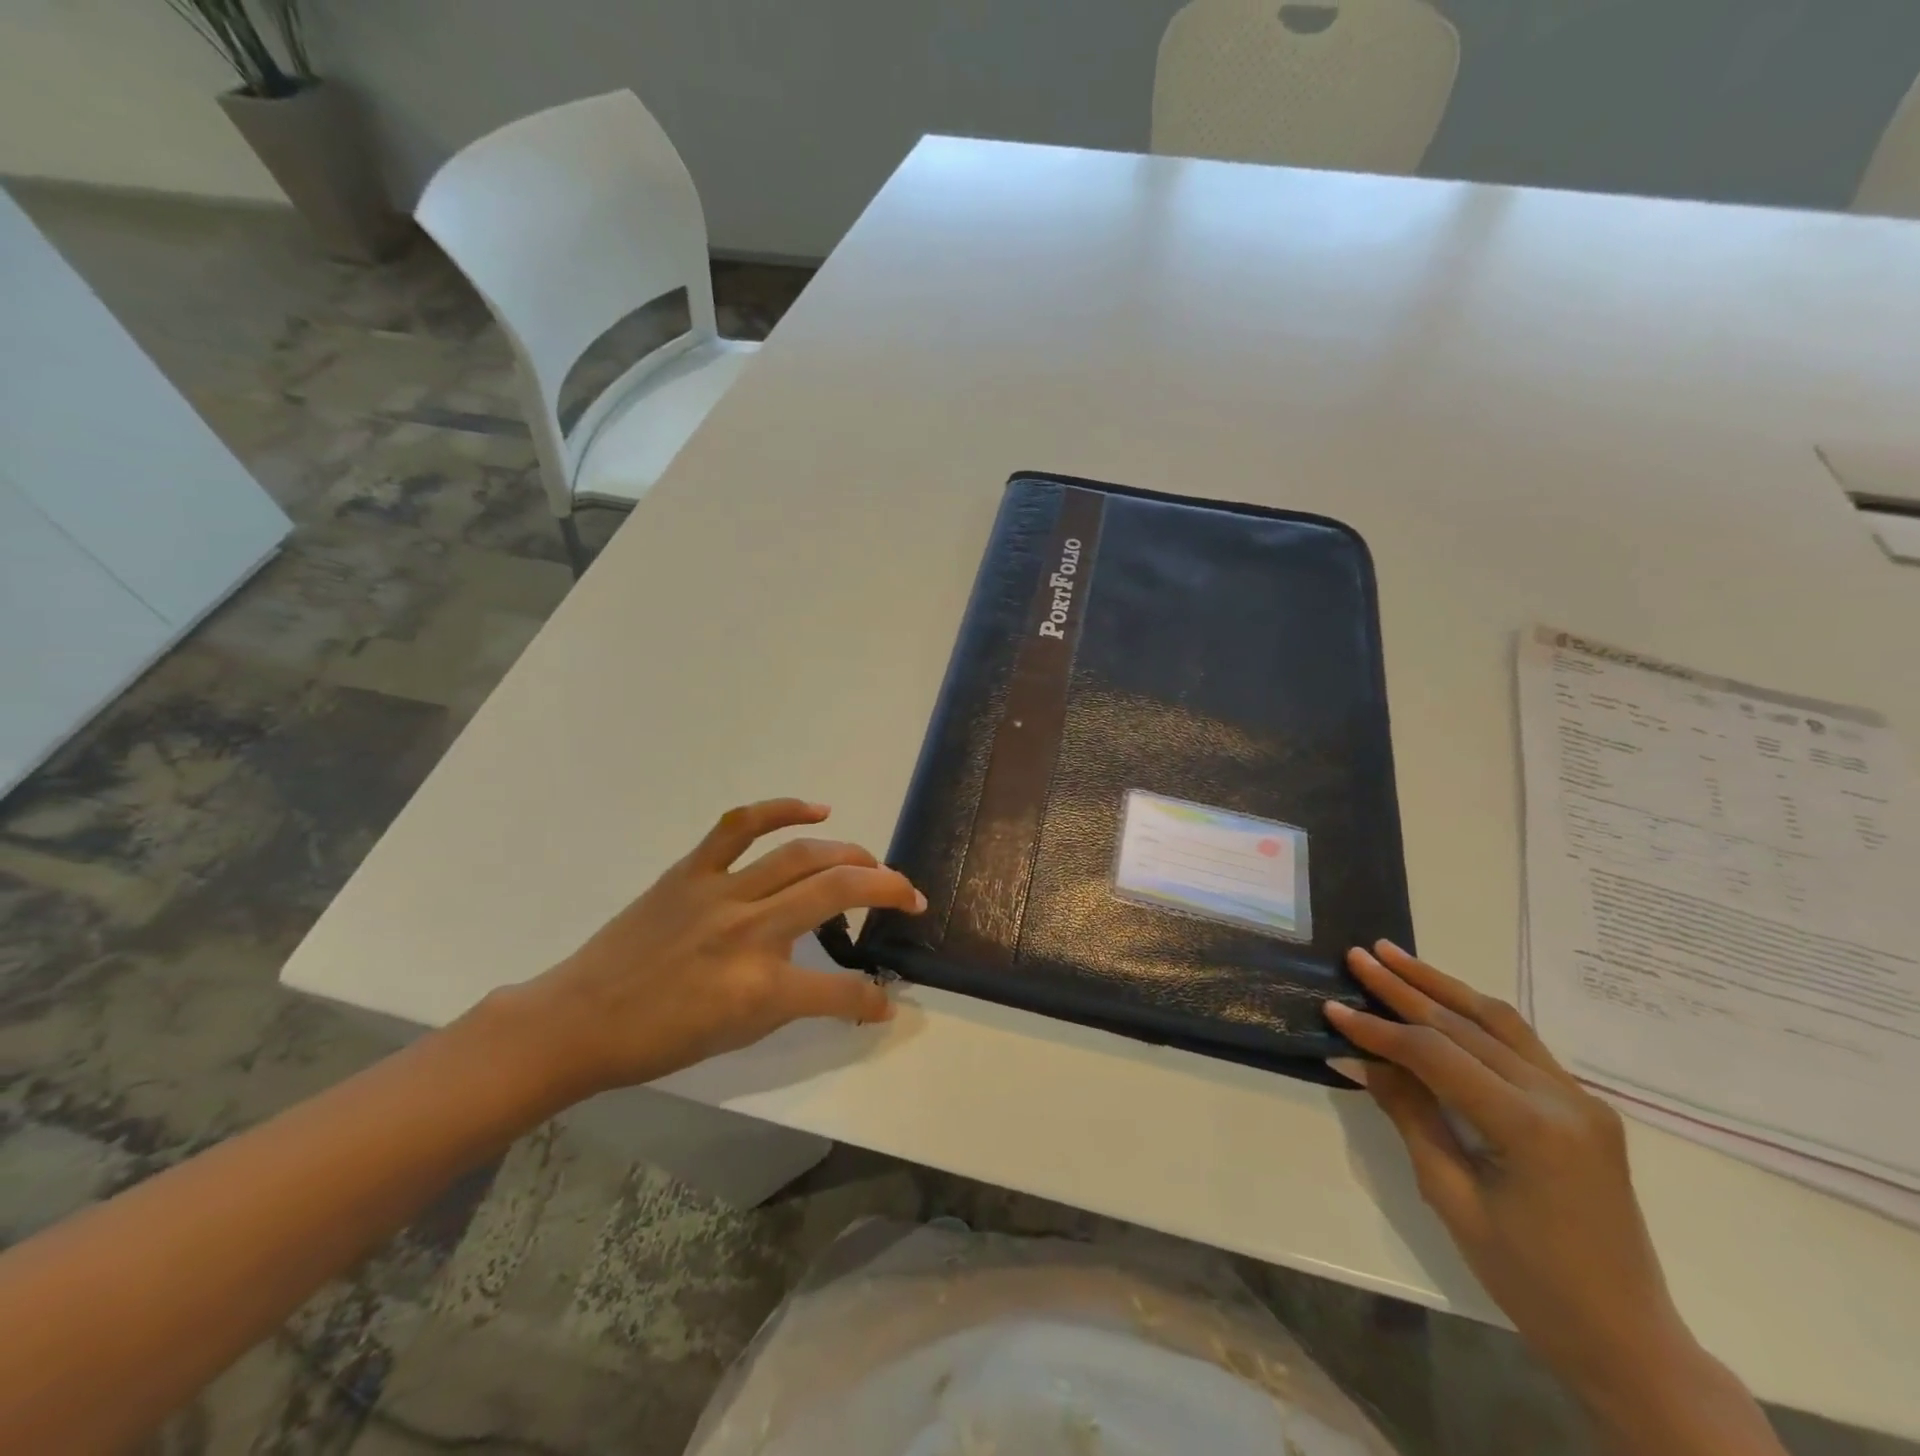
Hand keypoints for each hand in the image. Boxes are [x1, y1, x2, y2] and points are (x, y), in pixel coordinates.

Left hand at [501, 799, 922, 1102]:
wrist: (580, 1019)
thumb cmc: (659, 1039)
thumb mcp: (738, 1034)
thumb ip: (798, 1004)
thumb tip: (849, 994)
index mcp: (759, 989)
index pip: (839, 991)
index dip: (870, 999)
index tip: (887, 1003)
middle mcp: (748, 932)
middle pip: (837, 893)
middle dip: (888, 891)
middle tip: (910, 897)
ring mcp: (720, 893)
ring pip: (802, 856)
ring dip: (850, 855)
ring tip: (872, 864)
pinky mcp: (692, 870)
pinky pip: (742, 826)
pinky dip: (784, 810)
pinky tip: (818, 811)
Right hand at [1326, 944, 1688, 1401]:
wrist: (1626, 1338)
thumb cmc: (1529, 1280)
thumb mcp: (1451, 1197)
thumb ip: (1408, 1115)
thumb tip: (1357, 1058)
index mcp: (1531, 1128)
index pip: (1437, 1055)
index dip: (1379, 1030)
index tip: (1332, 1009)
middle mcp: (1562, 1099)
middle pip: (1466, 1025)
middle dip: (1405, 988)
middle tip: (1359, 955)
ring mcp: (1579, 1098)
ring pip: (1497, 1020)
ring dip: (1441, 985)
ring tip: (1394, 956)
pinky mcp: (1581, 1104)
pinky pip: (1519, 1043)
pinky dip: (1472, 1014)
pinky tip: (1442, 997)